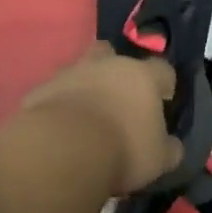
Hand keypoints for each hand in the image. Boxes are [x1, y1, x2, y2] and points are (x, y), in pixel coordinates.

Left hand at [18, 42, 182, 194]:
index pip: (162, 69)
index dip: (164, 84)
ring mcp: (69, 73)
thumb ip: (169, 148)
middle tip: (118, 97)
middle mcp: (106, 65)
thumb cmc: (123, 150)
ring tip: (86, 113)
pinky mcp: (40, 90)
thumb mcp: (159, 159)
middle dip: (116, 70)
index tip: (163, 101)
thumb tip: (171, 145)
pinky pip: (54, 92)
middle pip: (112, 53)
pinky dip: (59, 103)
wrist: (62, 150)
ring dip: (85, 84)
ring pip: (79, 69)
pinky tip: (60, 126)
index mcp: (141, 76)